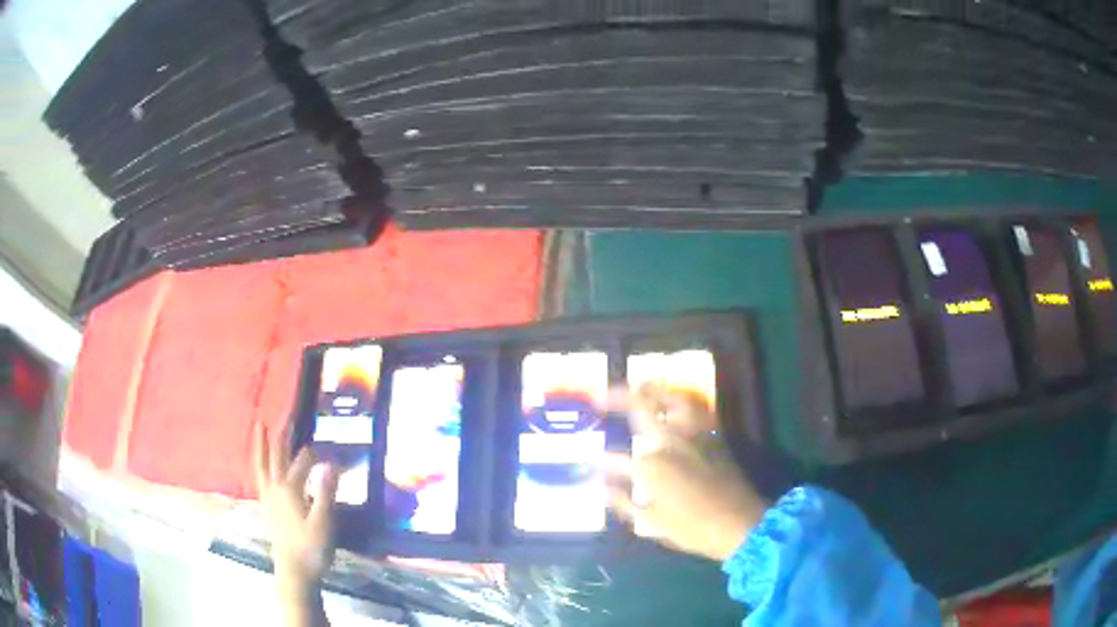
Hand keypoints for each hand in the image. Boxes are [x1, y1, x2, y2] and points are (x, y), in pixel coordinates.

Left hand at [253, 424, 338, 591]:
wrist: (294, 570)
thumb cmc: (312, 547)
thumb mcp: (324, 521)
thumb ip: (326, 491)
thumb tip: (332, 463)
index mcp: (289, 489)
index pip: (303, 462)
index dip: (316, 453)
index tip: (329, 448)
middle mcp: (274, 487)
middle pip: (277, 455)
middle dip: (283, 435)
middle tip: (287, 415)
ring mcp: (267, 496)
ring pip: (261, 463)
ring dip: (261, 443)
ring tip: (259, 425)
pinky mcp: (265, 506)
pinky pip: (258, 475)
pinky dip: (257, 462)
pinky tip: (260, 462)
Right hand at [605, 385, 769, 562]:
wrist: (738, 524)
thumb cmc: (692, 529)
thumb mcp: (650, 523)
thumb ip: (623, 502)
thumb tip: (602, 487)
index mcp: (651, 467)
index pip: (615, 458)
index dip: (600, 460)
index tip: (590, 460)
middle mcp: (670, 442)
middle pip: (641, 408)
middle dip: (616, 398)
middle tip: (600, 396)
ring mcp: (694, 434)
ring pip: (671, 399)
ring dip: (651, 389)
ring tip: (637, 384)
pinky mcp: (713, 435)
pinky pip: (696, 408)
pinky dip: (680, 399)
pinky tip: (672, 401)